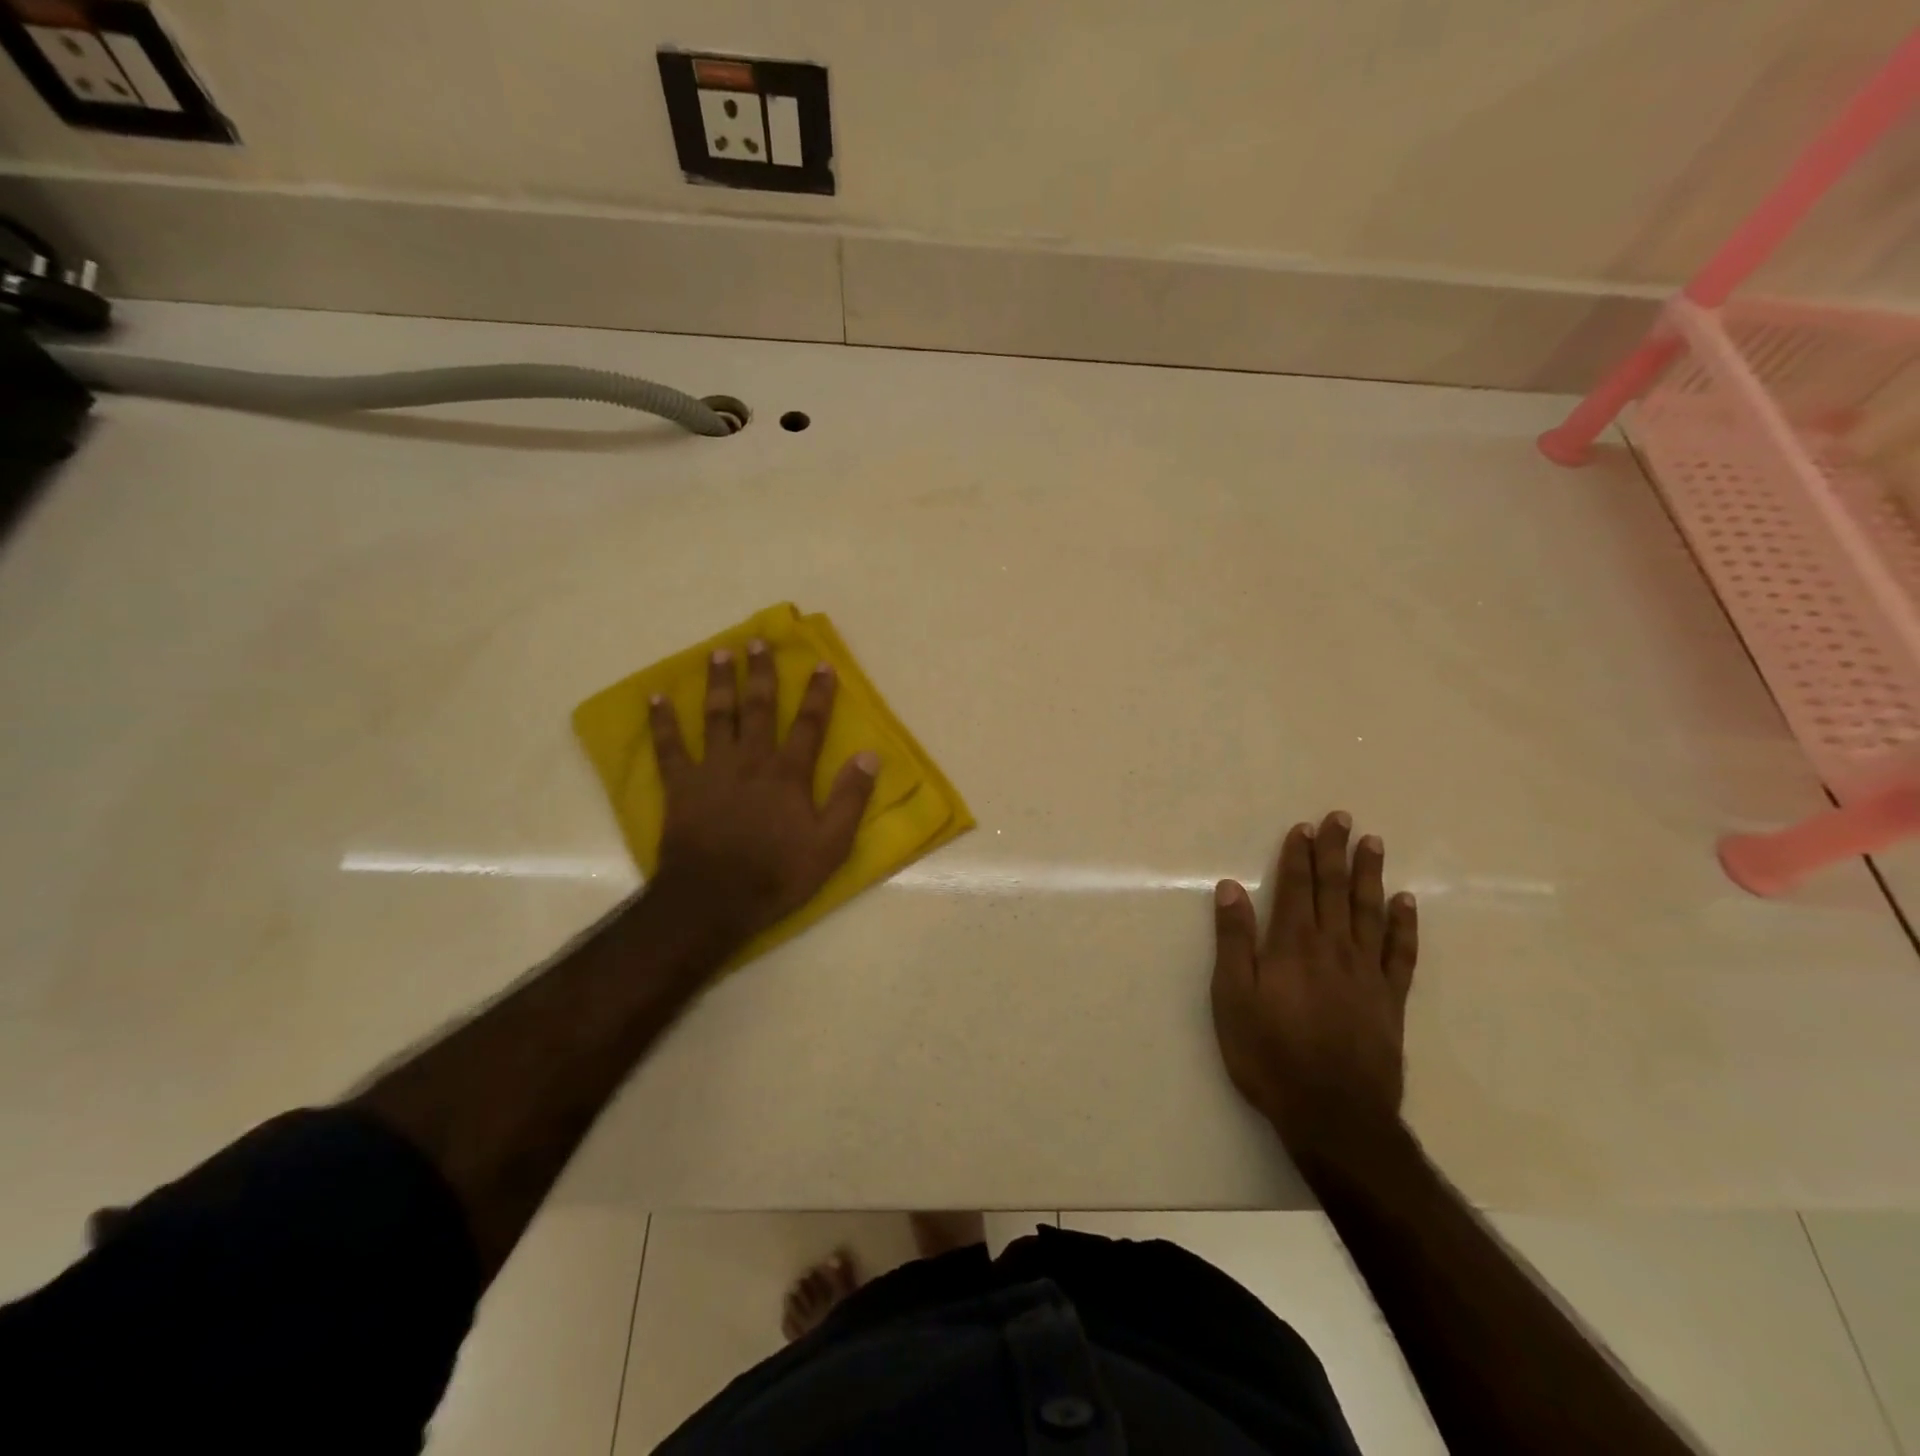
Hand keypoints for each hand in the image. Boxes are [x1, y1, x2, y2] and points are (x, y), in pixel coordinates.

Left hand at [647, 641, 877, 942]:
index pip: (809, 724)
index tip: (821, 665)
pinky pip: (668, 747)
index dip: (818, 694)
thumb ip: (851, 798)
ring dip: (718, 682)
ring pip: (716, 716)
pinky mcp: (681, 786)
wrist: (713, 899)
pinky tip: (655, 697)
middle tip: (759, 641)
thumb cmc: (777, 874)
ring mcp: (712, 769)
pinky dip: (661, 722)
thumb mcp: (831, 844)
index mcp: (788, 773)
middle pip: (758, 707)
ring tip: (719, 652)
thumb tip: (870, 755)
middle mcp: (751, 759)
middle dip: (761, 673)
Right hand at [1210, 812, 1417, 1171]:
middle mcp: (1333, 948)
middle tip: (1343, 818)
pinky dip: (1404, 924)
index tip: (1304, 827)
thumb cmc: (1269, 1054)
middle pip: (1334, 890)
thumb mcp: (1232, 998)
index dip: (1299, 856)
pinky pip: (1401, 953)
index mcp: (1293, 945)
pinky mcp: (1391, 1000)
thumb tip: (1230, 888)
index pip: (1296, 888)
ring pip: (1369, 911)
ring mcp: (1367, 973)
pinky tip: (1404, 903)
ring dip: (1370, 875)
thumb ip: (1233, 941)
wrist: (1334, 1115)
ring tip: (1373, 843)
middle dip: (1336, 852)